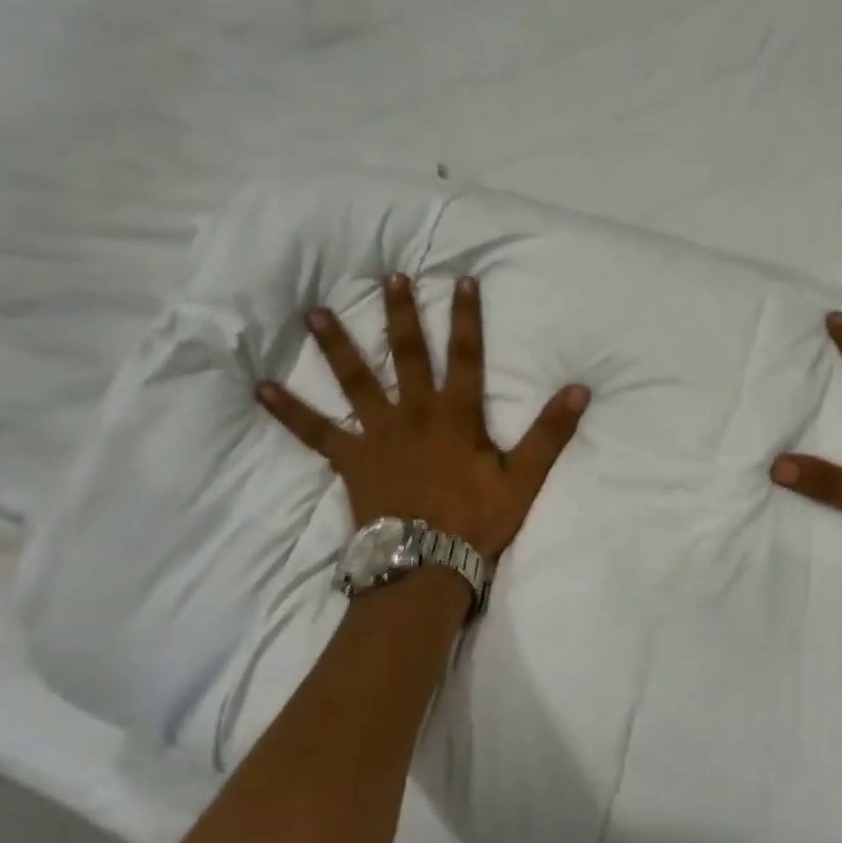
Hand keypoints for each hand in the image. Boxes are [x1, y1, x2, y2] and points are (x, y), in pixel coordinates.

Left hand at [256, 274, 589, 560]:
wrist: (424, 565)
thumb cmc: (476, 521)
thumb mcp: (523, 478)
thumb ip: (550, 432)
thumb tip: (580, 389)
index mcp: (456, 414)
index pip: (467, 355)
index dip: (467, 317)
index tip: (462, 279)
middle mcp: (414, 412)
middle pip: (408, 354)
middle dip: (401, 314)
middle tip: (389, 277)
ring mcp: (377, 434)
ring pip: (356, 380)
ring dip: (336, 344)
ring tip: (314, 312)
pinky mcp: (350, 459)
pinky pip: (315, 432)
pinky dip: (289, 411)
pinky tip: (261, 388)